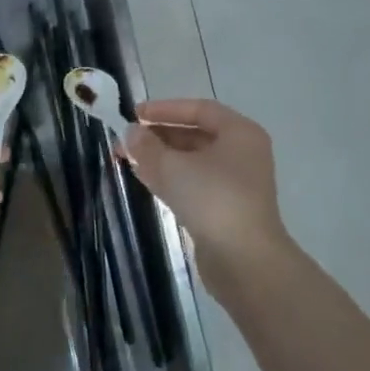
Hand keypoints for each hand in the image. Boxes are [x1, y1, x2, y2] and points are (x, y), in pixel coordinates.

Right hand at [125, 99, 295, 291]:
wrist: (244, 261)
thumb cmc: (212, 199)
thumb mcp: (171, 166)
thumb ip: (146, 145)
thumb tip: (131, 133)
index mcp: (239, 134)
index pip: (199, 109)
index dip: (164, 109)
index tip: (134, 115)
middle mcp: (242, 154)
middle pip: (194, 135)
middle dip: (157, 136)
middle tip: (125, 140)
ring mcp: (235, 183)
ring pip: (191, 161)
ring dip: (159, 157)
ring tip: (126, 158)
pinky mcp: (225, 208)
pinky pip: (193, 183)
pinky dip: (169, 178)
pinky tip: (143, 178)